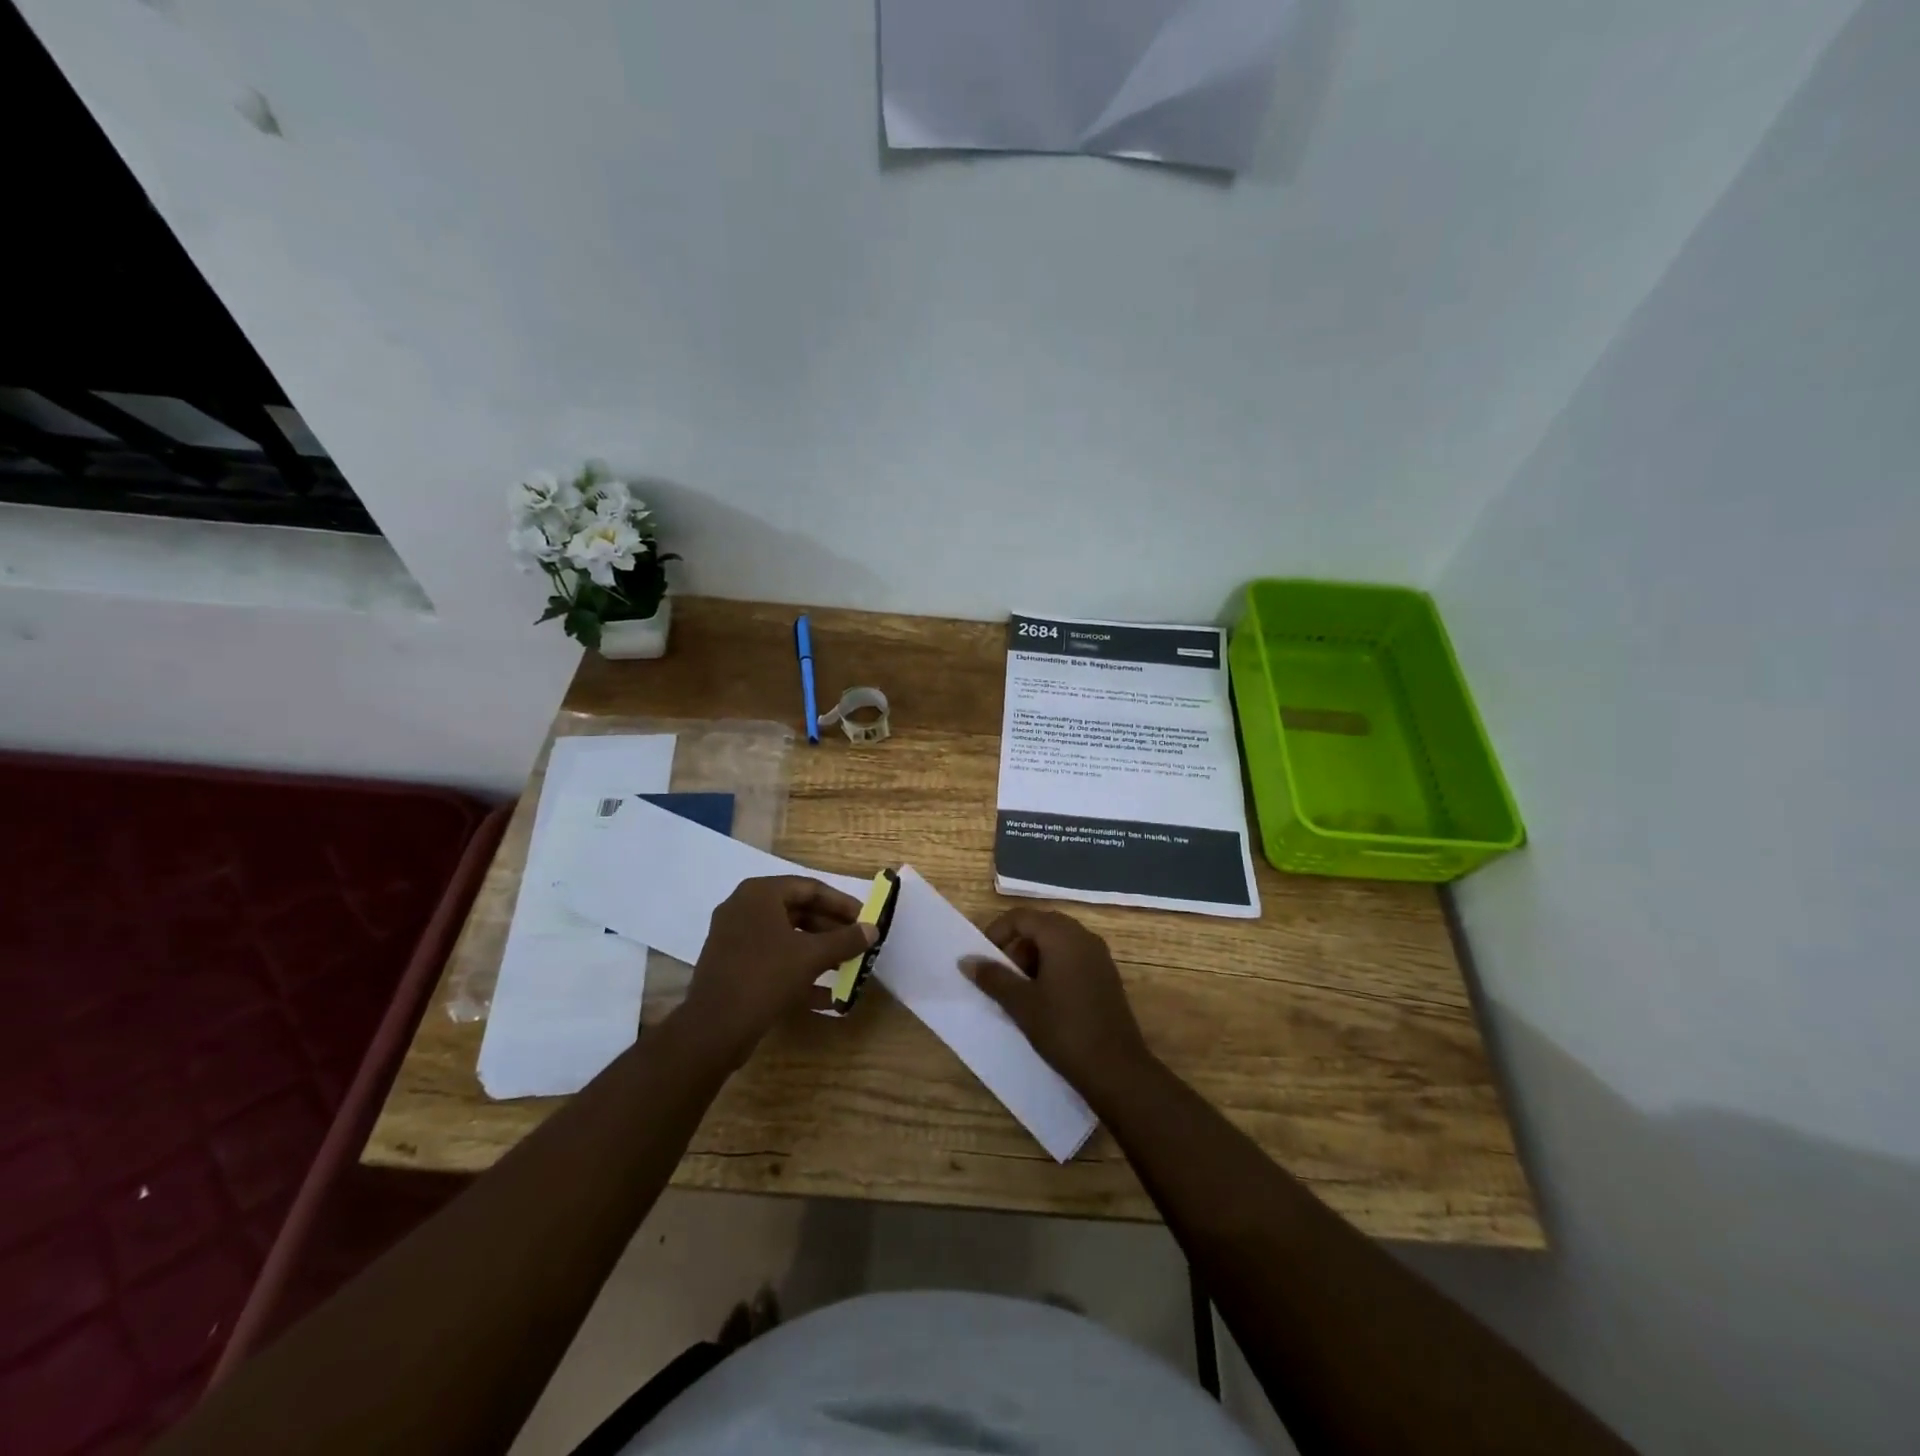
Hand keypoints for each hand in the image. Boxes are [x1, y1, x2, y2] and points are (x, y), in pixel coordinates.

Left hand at [676, 876, 875, 1069]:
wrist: (713, 1028)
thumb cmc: (765, 977)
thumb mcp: (811, 956)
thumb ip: (845, 940)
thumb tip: (873, 929)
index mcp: (759, 894)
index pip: (810, 888)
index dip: (841, 903)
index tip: (865, 918)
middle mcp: (744, 909)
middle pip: (798, 912)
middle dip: (831, 930)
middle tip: (858, 944)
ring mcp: (735, 939)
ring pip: (786, 938)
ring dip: (818, 953)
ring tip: (848, 967)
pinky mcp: (733, 967)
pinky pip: (773, 961)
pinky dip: (798, 972)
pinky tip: (827, 996)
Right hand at [962, 908, 1155, 1106]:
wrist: (1116, 1069)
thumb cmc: (1064, 1029)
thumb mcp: (1021, 1004)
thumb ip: (993, 977)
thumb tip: (966, 960)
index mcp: (1062, 935)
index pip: (1021, 917)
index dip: (997, 932)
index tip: (983, 959)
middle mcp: (1083, 936)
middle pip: (1040, 926)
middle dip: (1015, 946)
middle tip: (1001, 976)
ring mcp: (1099, 956)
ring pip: (1057, 942)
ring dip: (1033, 958)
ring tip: (1021, 991)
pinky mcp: (1106, 976)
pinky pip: (1073, 957)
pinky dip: (1053, 967)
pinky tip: (1045, 999)